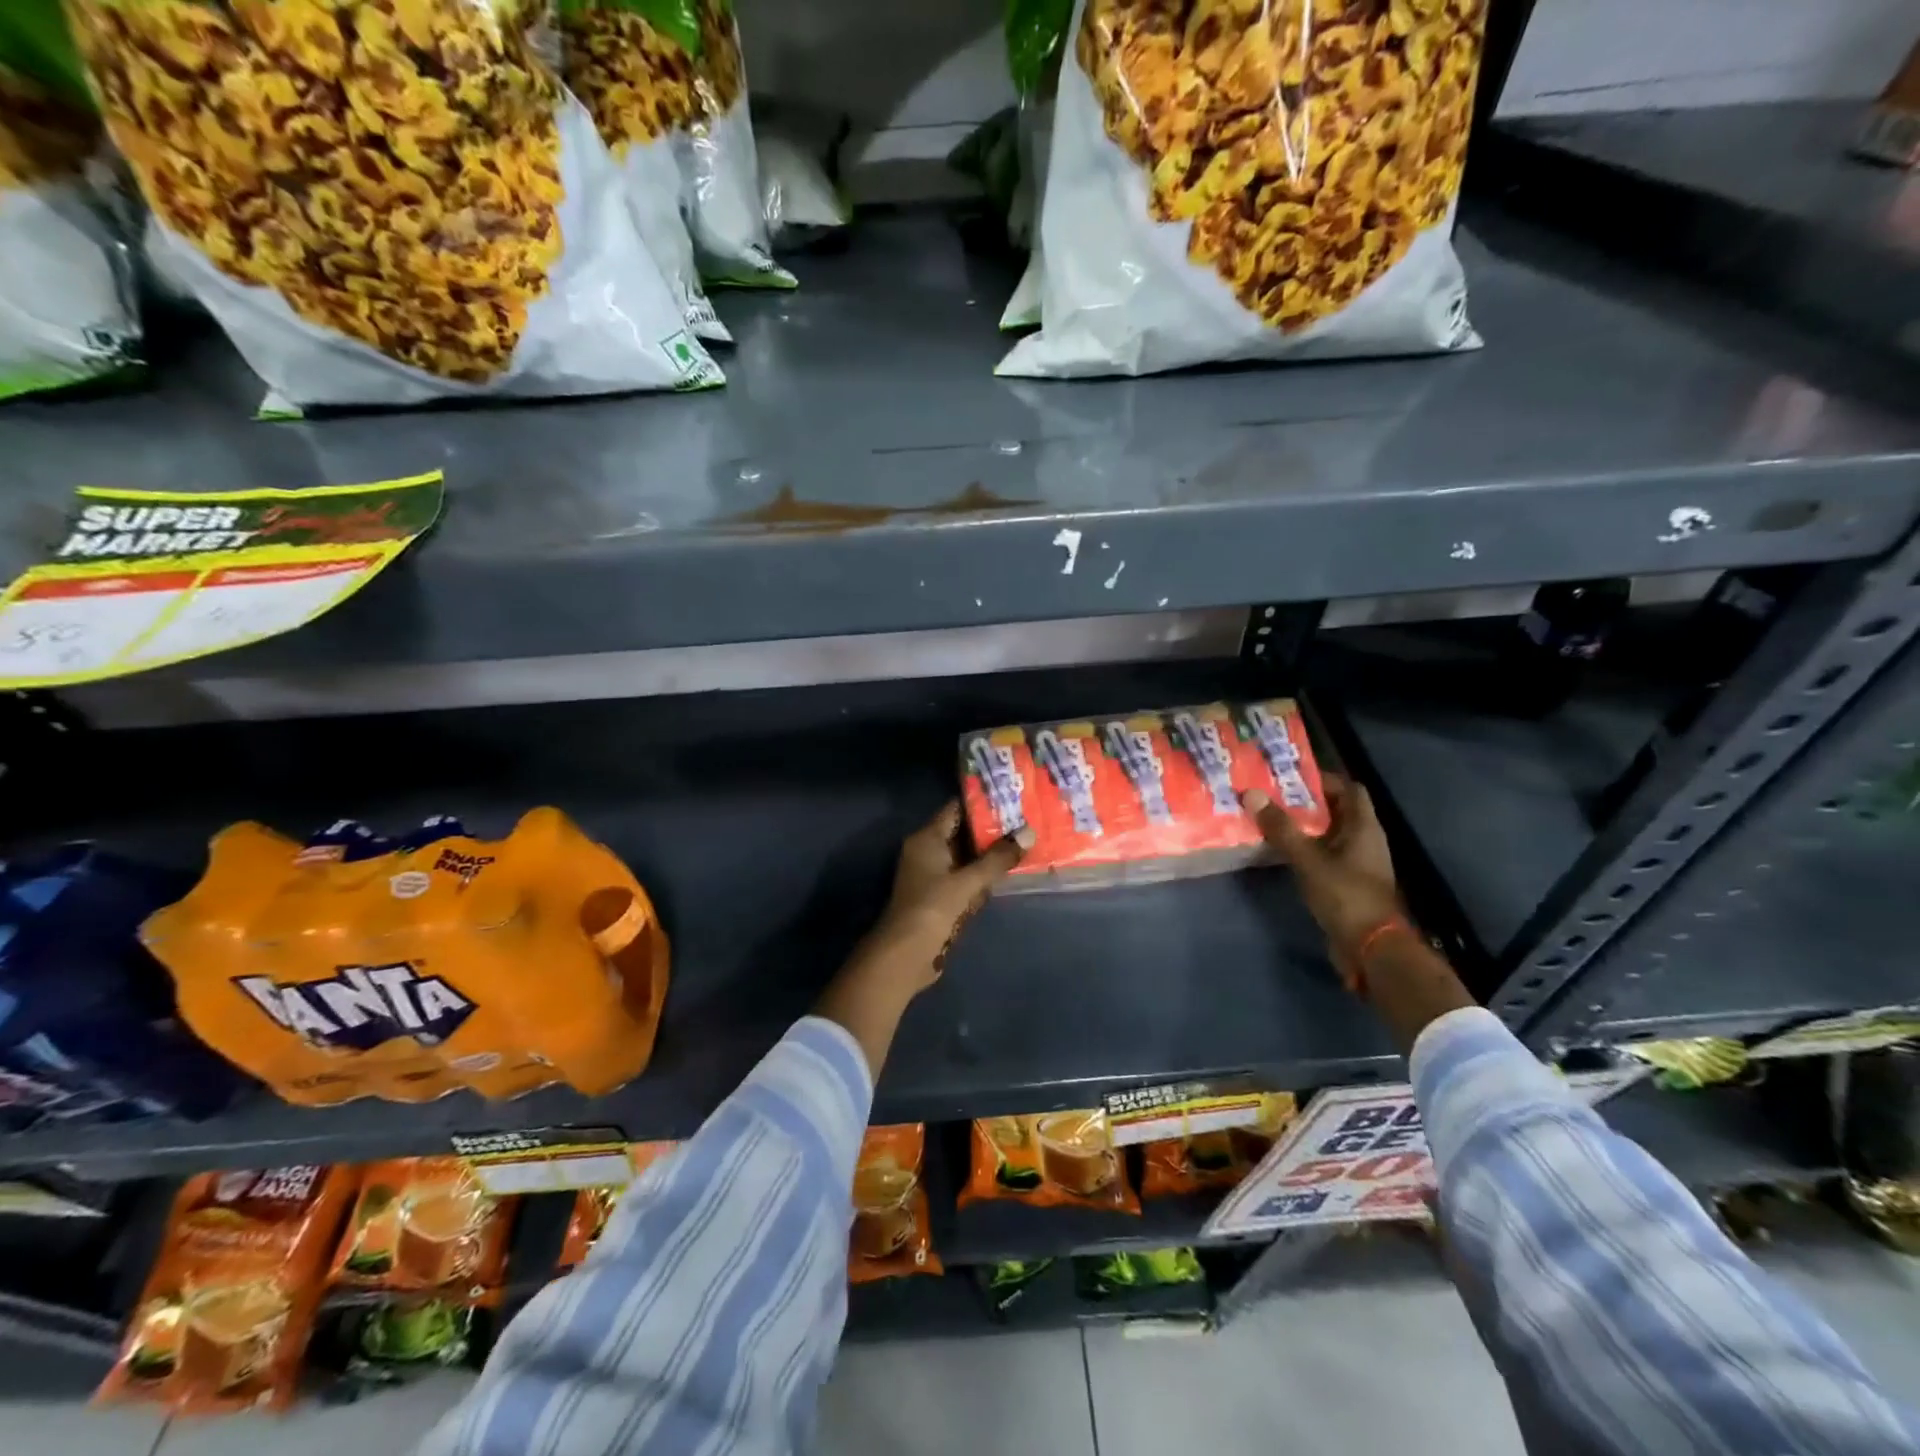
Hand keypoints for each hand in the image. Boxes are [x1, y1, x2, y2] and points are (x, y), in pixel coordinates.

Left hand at [816, 803, 1029, 1078]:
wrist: (905, 955)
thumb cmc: (932, 908)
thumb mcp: (967, 881)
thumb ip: (997, 859)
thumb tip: (1028, 833)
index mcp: (927, 839)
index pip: (956, 810)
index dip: (981, 803)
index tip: (1011, 799)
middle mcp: (927, 852)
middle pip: (962, 833)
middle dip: (991, 832)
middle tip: (1025, 823)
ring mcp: (932, 876)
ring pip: (966, 858)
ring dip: (989, 856)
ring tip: (1023, 845)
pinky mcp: (939, 897)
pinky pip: (964, 879)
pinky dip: (981, 878)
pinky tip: (1005, 877)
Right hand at [1243, 775, 1404, 995]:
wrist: (1370, 948)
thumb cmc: (1345, 895)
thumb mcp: (1308, 859)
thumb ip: (1281, 828)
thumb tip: (1251, 793)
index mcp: (1363, 827)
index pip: (1348, 789)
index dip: (1323, 779)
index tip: (1288, 776)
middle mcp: (1364, 840)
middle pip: (1336, 810)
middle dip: (1305, 801)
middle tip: (1270, 795)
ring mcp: (1357, 863)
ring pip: (1328, 834)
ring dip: (1303, 826)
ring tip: (1268, 819)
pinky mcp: (1347, 883)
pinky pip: (1324, 855)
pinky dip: (1304, 849)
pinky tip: (1279, 851)